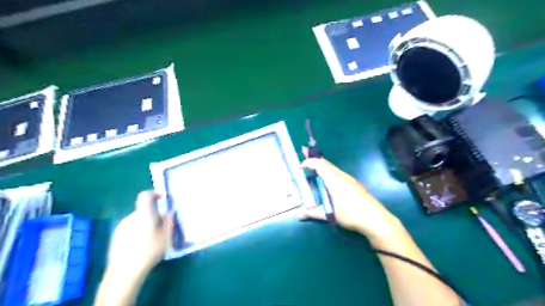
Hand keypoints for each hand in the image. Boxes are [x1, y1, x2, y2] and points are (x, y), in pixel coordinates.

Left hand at [107, 191, 173, 277]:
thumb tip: (170, 212)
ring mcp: (121, 227)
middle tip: (160, 228)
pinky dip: (136, 232)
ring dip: (144, 224)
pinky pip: (129, 228)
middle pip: (143, 210)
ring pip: (136, 220)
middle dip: (152, 215)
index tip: (161, 199)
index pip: (145, 196)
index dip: (153, 194)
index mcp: (144, 214)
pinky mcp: (115, 237)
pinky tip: (140, 246)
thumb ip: (169, 222)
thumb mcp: (166, 236)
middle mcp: (131, 217)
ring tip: (150, 239)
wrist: (124, 271)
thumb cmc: (149, 251)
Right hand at [300, 155, 398, 238]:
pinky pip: (337, 172)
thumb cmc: (351, 214)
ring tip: (313, 165)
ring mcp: (349, 179)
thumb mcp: (330, 214)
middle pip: (326, 162)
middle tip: (304, 151)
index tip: (300, 167)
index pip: (319, 164)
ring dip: (321, 164)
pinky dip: (328, 170)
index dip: (308, 162)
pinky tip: (327, 179)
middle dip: (314, 157)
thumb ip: (314, 213)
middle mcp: (341, 176)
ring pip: (332, 167)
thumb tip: (299, 215)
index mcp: (334, 180)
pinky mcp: (354, 184)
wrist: (376, 219)